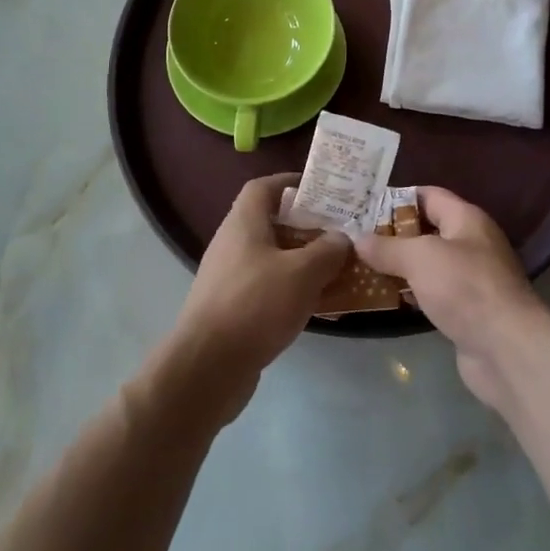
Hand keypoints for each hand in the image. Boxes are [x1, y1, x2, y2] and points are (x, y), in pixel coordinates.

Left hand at [166, 173, 349, 418]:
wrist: (207, 368)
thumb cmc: (256, 305)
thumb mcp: (303, 273)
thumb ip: (328, 250)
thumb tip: (341, 238)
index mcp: (244, 222)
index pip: (264, 186)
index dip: (291, 183)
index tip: (321, 190)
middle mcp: (232, 243)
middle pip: (270, 222)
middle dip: (305, 225)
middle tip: (337, 232)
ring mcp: (228, 277)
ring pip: (271, 257)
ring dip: (301, 260)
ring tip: (334, 268)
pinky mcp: (230, 308)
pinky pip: (266, 287)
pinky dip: (290, 289)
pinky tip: (315, 305)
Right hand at [354, 187, 549, 409]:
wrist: (507, 350)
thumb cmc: (465, 288)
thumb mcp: (420, 258)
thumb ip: (388, 247)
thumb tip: (358, 238)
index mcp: (466, 219)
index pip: (429, 195)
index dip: (397, 198)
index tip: (364, 206)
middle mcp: (471, 243)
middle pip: (427, 230)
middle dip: (393, 234)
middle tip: (357, 238)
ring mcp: (471, 279)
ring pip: (428, 264)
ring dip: (400, 267)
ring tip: (362, 267)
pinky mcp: (467, 311)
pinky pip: (432, 293)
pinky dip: (411, 294)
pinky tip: (384, 298)